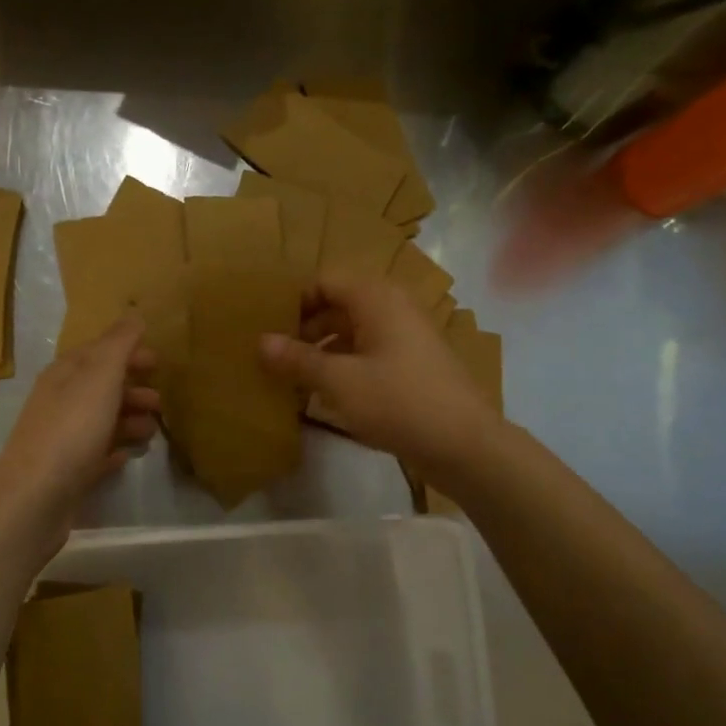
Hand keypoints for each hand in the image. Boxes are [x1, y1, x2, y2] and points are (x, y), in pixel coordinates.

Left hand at [0, 316, 160, 539]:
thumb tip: (133, 314)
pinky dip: (113, 450)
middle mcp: (59, 401)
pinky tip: (127, 457)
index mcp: (64, 374)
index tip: (158, 362)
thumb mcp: (100, 377)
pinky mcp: (66, 472)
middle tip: (161, 401)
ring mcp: (61, 438)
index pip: (98, 352)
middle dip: (133, 389)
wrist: (35, 496)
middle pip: (100, 387)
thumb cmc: (72, 429)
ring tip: (152, 432)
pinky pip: (95, 454)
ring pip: (100, 420)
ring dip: (128, 420)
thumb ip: (119, 345)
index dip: (128, 352)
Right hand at [258, 276, 496, 477]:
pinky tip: (324, 392)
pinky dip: (343, 364)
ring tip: (292, 376)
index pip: (324, 281)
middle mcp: (392, 307)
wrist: (465, 444)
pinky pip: (368, 351)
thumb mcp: (339, 382)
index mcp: (376, 298)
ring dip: (322, 349)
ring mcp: (405, 335)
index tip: (267, 328)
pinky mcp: (411, 363)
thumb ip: (298, 360)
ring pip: (352, 330)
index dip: (294, 301)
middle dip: (304, 328)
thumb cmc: (399, 402)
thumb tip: (260, 342)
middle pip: (337, 304)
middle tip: (273, 355)